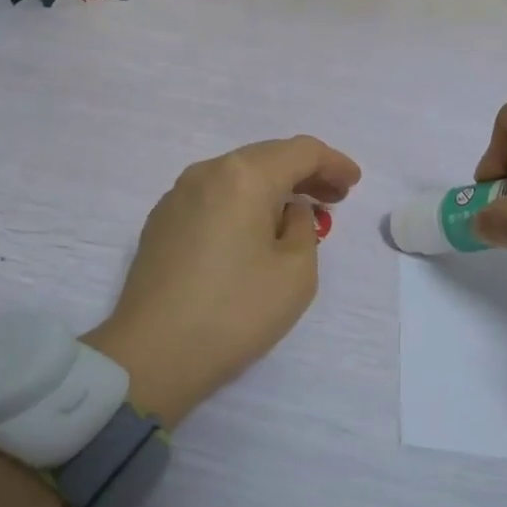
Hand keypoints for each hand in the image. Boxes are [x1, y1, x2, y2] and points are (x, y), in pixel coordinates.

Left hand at [85, 137, 361, 427]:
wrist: (152, 355)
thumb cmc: (235, 312)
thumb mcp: (296, 272)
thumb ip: (303, 228)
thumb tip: (286, 211)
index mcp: (243, 176)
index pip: (300, 151)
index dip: (333, 162)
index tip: (353, 183)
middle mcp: (206, 173)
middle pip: (266, 157)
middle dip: (304, 172)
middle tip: (333, 197)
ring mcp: (176, 197)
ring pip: (237, 177)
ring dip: (272, 188)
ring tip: (296, 215)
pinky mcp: (160, 223)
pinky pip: (214, 198)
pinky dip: (243, 203)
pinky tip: (253, 231)